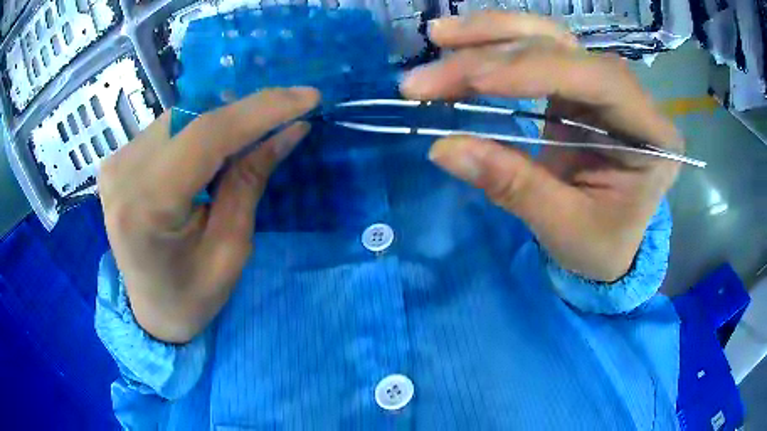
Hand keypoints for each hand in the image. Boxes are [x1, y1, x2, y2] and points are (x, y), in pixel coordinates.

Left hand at [98, 88, 319, 342]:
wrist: (150, 311)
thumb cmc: (191, 295)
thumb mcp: (231, 249)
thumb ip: (250, 180)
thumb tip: (290, 129)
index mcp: (146, 206)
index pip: (206, 135)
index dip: (261, 108)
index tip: (308, 97)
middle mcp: (122, 173)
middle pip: (193, 118)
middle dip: (245, 111)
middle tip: (286, 116)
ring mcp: (116, 163)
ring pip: (181, 116)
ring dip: (223, 118)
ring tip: (254, 133)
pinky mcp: (118, 160)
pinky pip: (168, 127)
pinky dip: (200, 128)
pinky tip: (218, 144)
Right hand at [401, 13, 680, 281]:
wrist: (609, 243)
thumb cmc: (600, 245)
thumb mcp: (563, 227)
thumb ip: (512, 185)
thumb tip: (442, 148)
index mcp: (652, 136)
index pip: (598, 80)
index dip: (534, 70)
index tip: (473, 81)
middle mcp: (631, 97)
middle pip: (565, 49)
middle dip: (494, 53)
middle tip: (428, 75)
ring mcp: (601, 85)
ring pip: (546, 38)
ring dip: (489, 35)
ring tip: (439, 36)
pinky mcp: (575, 86)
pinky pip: (534, 51)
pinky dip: (494, 45)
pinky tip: (460, 43)